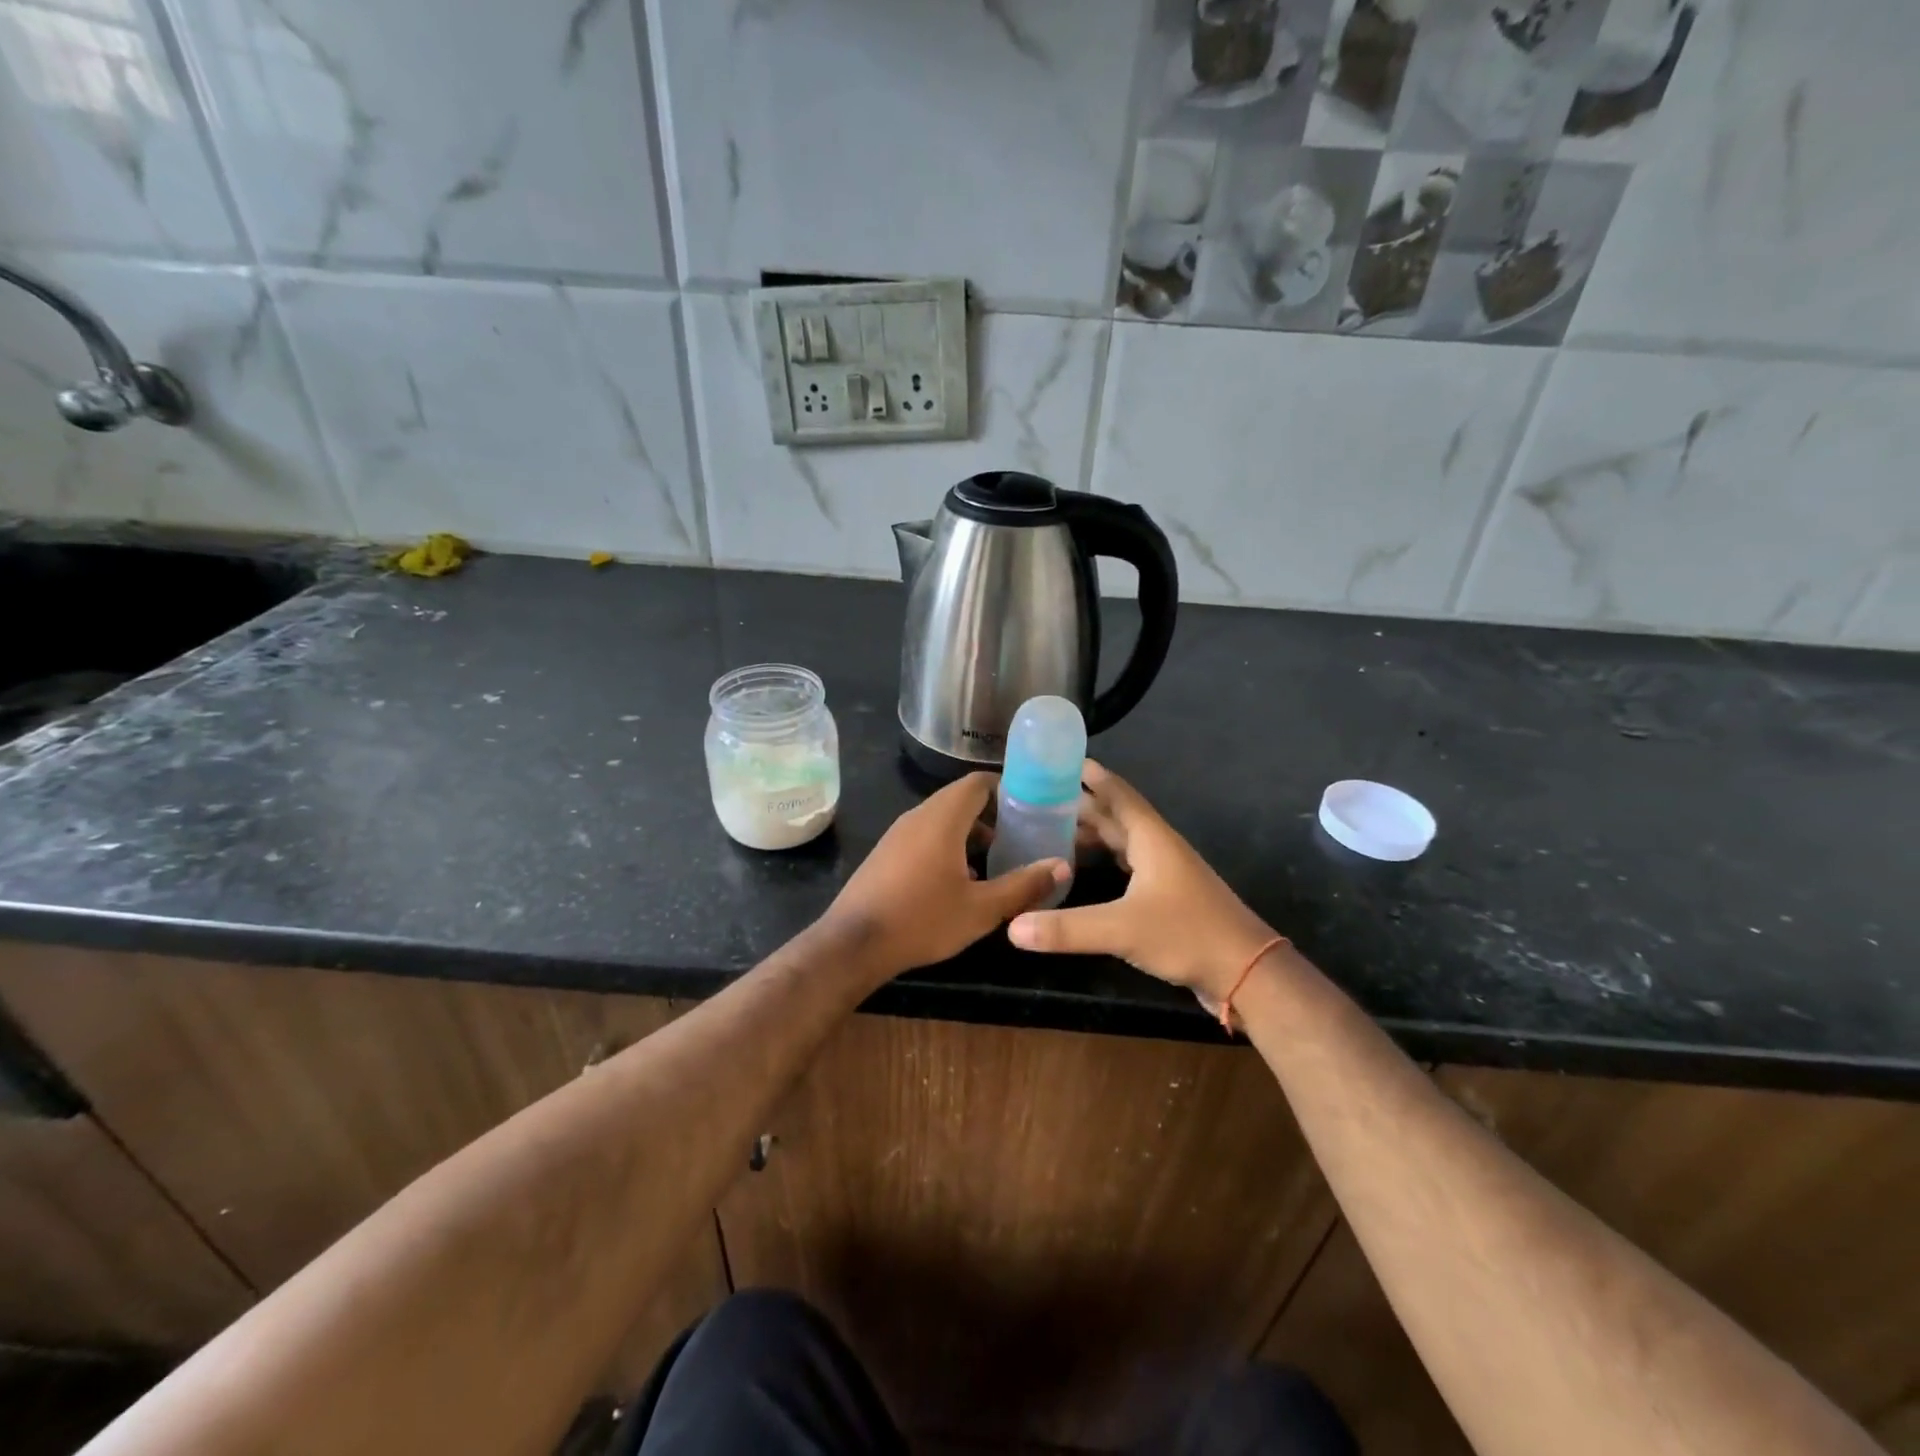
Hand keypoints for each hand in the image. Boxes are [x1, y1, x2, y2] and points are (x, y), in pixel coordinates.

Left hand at [823, 773, 1068, 976]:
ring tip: (997, 860)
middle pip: (960, 800)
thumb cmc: (922, 920)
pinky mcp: (886, 854)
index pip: (978, 783)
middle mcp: (918, 817)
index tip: (1031, 806)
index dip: (1007, 788)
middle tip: (1021, 836)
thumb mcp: (981, 908)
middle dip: (992, 814)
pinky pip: (924, 837)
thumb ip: (1024, 885)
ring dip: (970, 833)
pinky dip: (948, 846)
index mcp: (942, 819)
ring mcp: (897, 834)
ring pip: (942, 820)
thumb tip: (1062, 865)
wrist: (853, 944)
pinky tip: (961, 881)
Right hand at [1008, 761, 1275, 1001]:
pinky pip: (1127, 866)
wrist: (1246, 973)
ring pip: (1122, 842)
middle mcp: (1158, 848)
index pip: (1117, 795)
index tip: (1062, 760)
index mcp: (1151, 839)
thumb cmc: (1187, 935)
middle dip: (1081, 805)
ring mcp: (1166, 874)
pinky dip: (1104, 860)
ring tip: (1053, 829)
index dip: (1092, 776)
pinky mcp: (1168, 898)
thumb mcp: (1122, 929)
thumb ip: (1066, 928)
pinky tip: (1084, 871)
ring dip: (1092, 833)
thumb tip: (1012, 926)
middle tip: (1041, 797)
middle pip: (1116, 817)